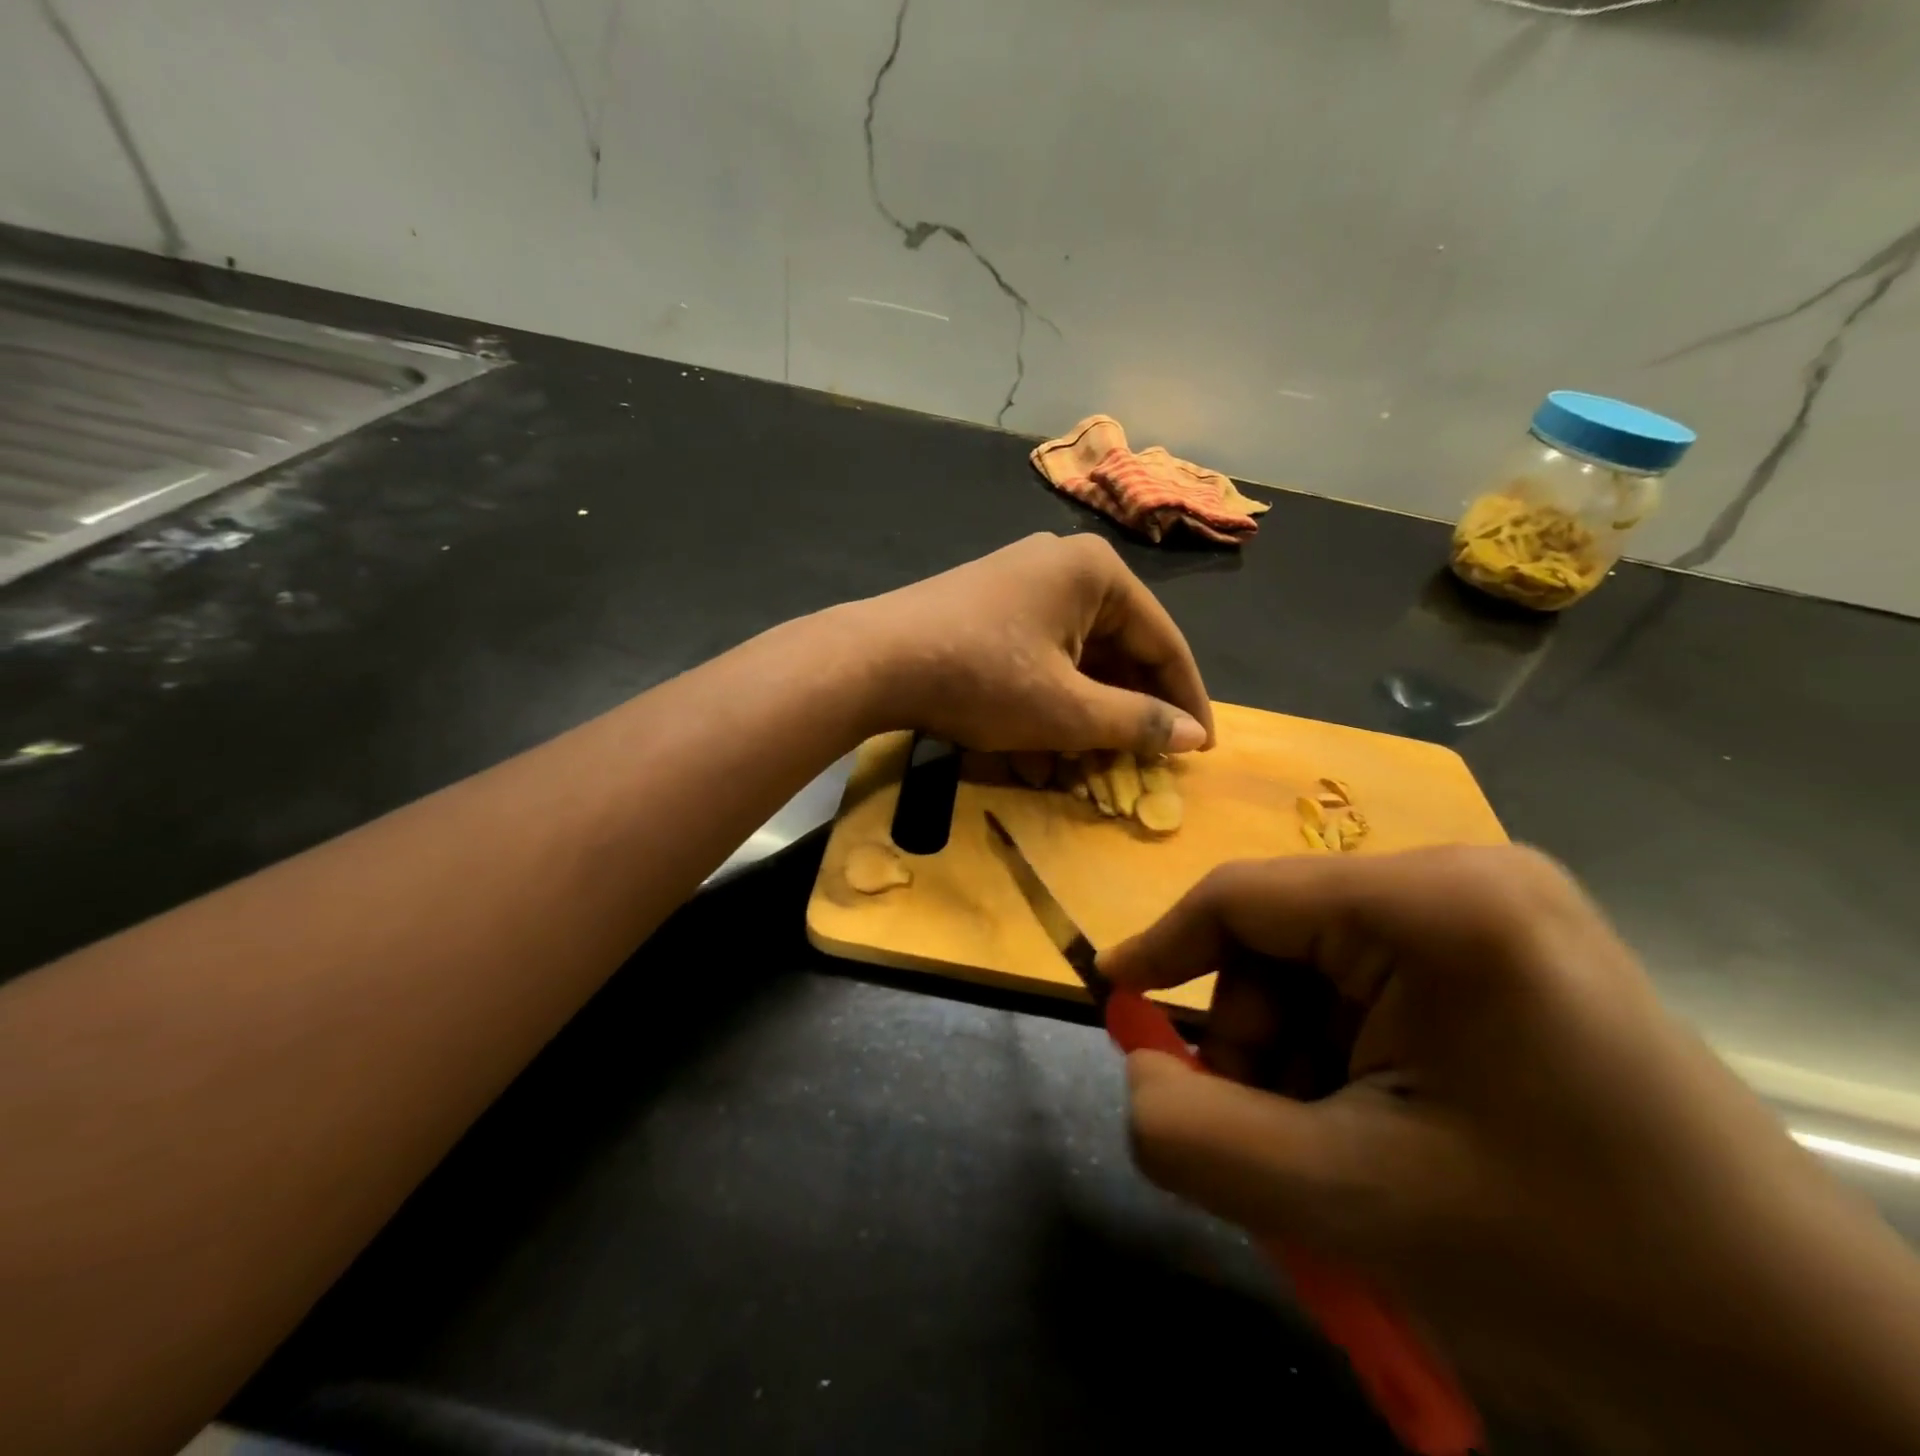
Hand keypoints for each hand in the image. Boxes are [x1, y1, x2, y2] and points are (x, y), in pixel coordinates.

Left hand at [847, 532, 1213, 755]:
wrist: (872, 661)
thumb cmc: (982, 678)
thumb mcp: (1067, 710)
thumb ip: (1136, 723)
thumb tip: (1193, 737)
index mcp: (1096, 573)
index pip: (1163, 641)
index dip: (1185, 700)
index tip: (1202, 750)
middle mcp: (1062, 565)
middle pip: (1118, 648)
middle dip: (1127, 711)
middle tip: (1143, 761)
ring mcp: (1019, 582)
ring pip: (1075, 657)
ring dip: (1085, 714)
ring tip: (1090, 763)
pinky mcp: (987, 606)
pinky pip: (1038, 655)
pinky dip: (1047, 698)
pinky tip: (1040, 747)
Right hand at [1101, 846, 1919, 1453]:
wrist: (1806, 1366)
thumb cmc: (1572, 1266)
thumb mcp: (1349, 1205)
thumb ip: (1196, 1136)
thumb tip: (1137, 1070)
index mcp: (1436, 905)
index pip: (1244, 898)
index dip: (1161, 947)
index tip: (1111, 999)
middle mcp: (1467, 877)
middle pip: (1285, 937)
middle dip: (1257, 1039)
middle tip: (1275, 1137)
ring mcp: (1499, 911)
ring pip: (1324, 967)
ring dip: (1302, 1055)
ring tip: (1343, 1151)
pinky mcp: (1513, 953)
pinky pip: (1376, 983)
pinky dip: (1349, 1054)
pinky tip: (1390, 1128)